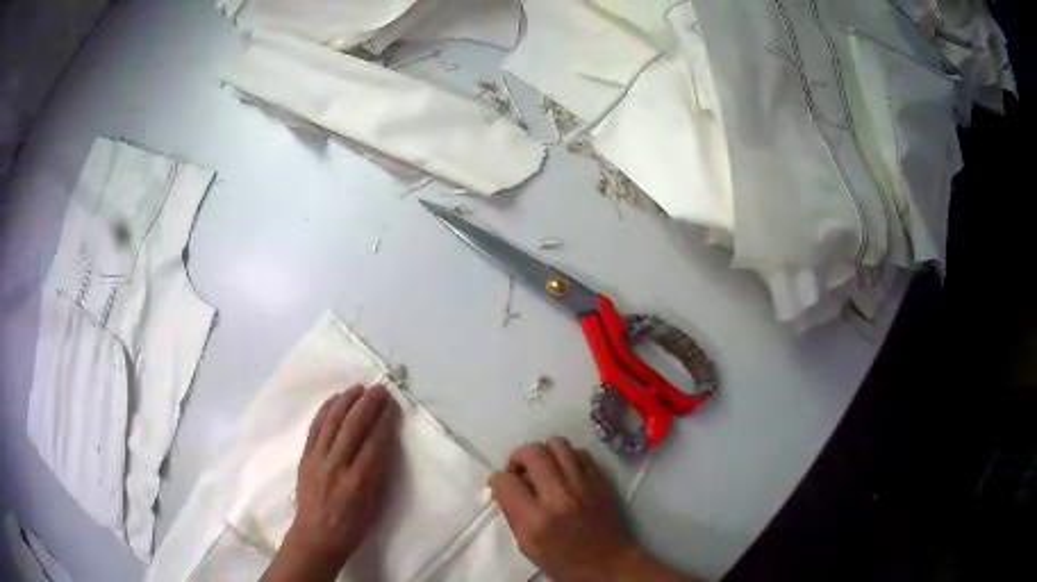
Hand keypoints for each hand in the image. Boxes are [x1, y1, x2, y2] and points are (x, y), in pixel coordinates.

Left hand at [262, 384, 400, 581]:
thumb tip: (383, 446)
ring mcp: (318, 459)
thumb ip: (377, 475)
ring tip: (358, 388)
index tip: (393, 406)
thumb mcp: (373, 507)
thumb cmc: (351, 528)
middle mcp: (337, 465)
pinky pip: (315, 428)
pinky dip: (325, 410)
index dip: (385, 422)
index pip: (374, 443)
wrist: (315, 536)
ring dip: (346, 401)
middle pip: (353, 426)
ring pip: (332, 422)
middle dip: (368, 404)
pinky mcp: (305, 457)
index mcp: (358, 482)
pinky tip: (334, 400)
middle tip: (380, 389)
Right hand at [490, 438, 702, 581]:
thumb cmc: (563, 562)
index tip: (500, 485)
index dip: (497, 480)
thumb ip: (512, 515)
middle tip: (519, 472)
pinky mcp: (601, 481)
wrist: (608, 564)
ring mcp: (584, 485)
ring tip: (542, 469)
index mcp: (536, 520)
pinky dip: (566, 457)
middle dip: (517, 458)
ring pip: (557, 444)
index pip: (506, 481)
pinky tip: (564, 473)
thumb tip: (504, 488)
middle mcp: (560, 496)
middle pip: (532, 452)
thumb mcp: (527, 547)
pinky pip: (579, 453)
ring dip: (543, 453)